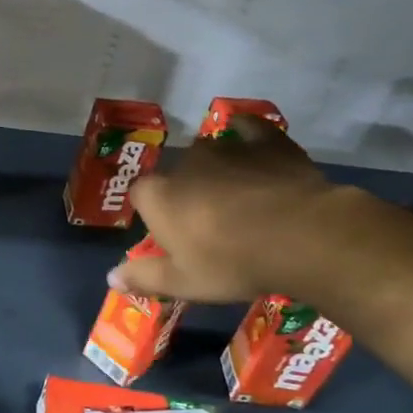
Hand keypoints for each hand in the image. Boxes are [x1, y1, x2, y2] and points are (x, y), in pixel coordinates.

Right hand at [110, 115, 338, 303]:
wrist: (302, 236)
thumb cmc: (232, 263)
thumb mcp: (183, 282)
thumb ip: (144, 277)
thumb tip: (111, 278)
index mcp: (158, 195)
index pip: (140, 194)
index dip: (153, 213)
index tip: (170, 234)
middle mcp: (185, 163)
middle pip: (176, 174)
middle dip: (186, 192)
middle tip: (208, 223)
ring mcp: (227, 147)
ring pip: (211, 154)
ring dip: (217, 171)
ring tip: (237, 195)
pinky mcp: (267, 141)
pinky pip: (250, 130)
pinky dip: (247, 136)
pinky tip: (253, 147)